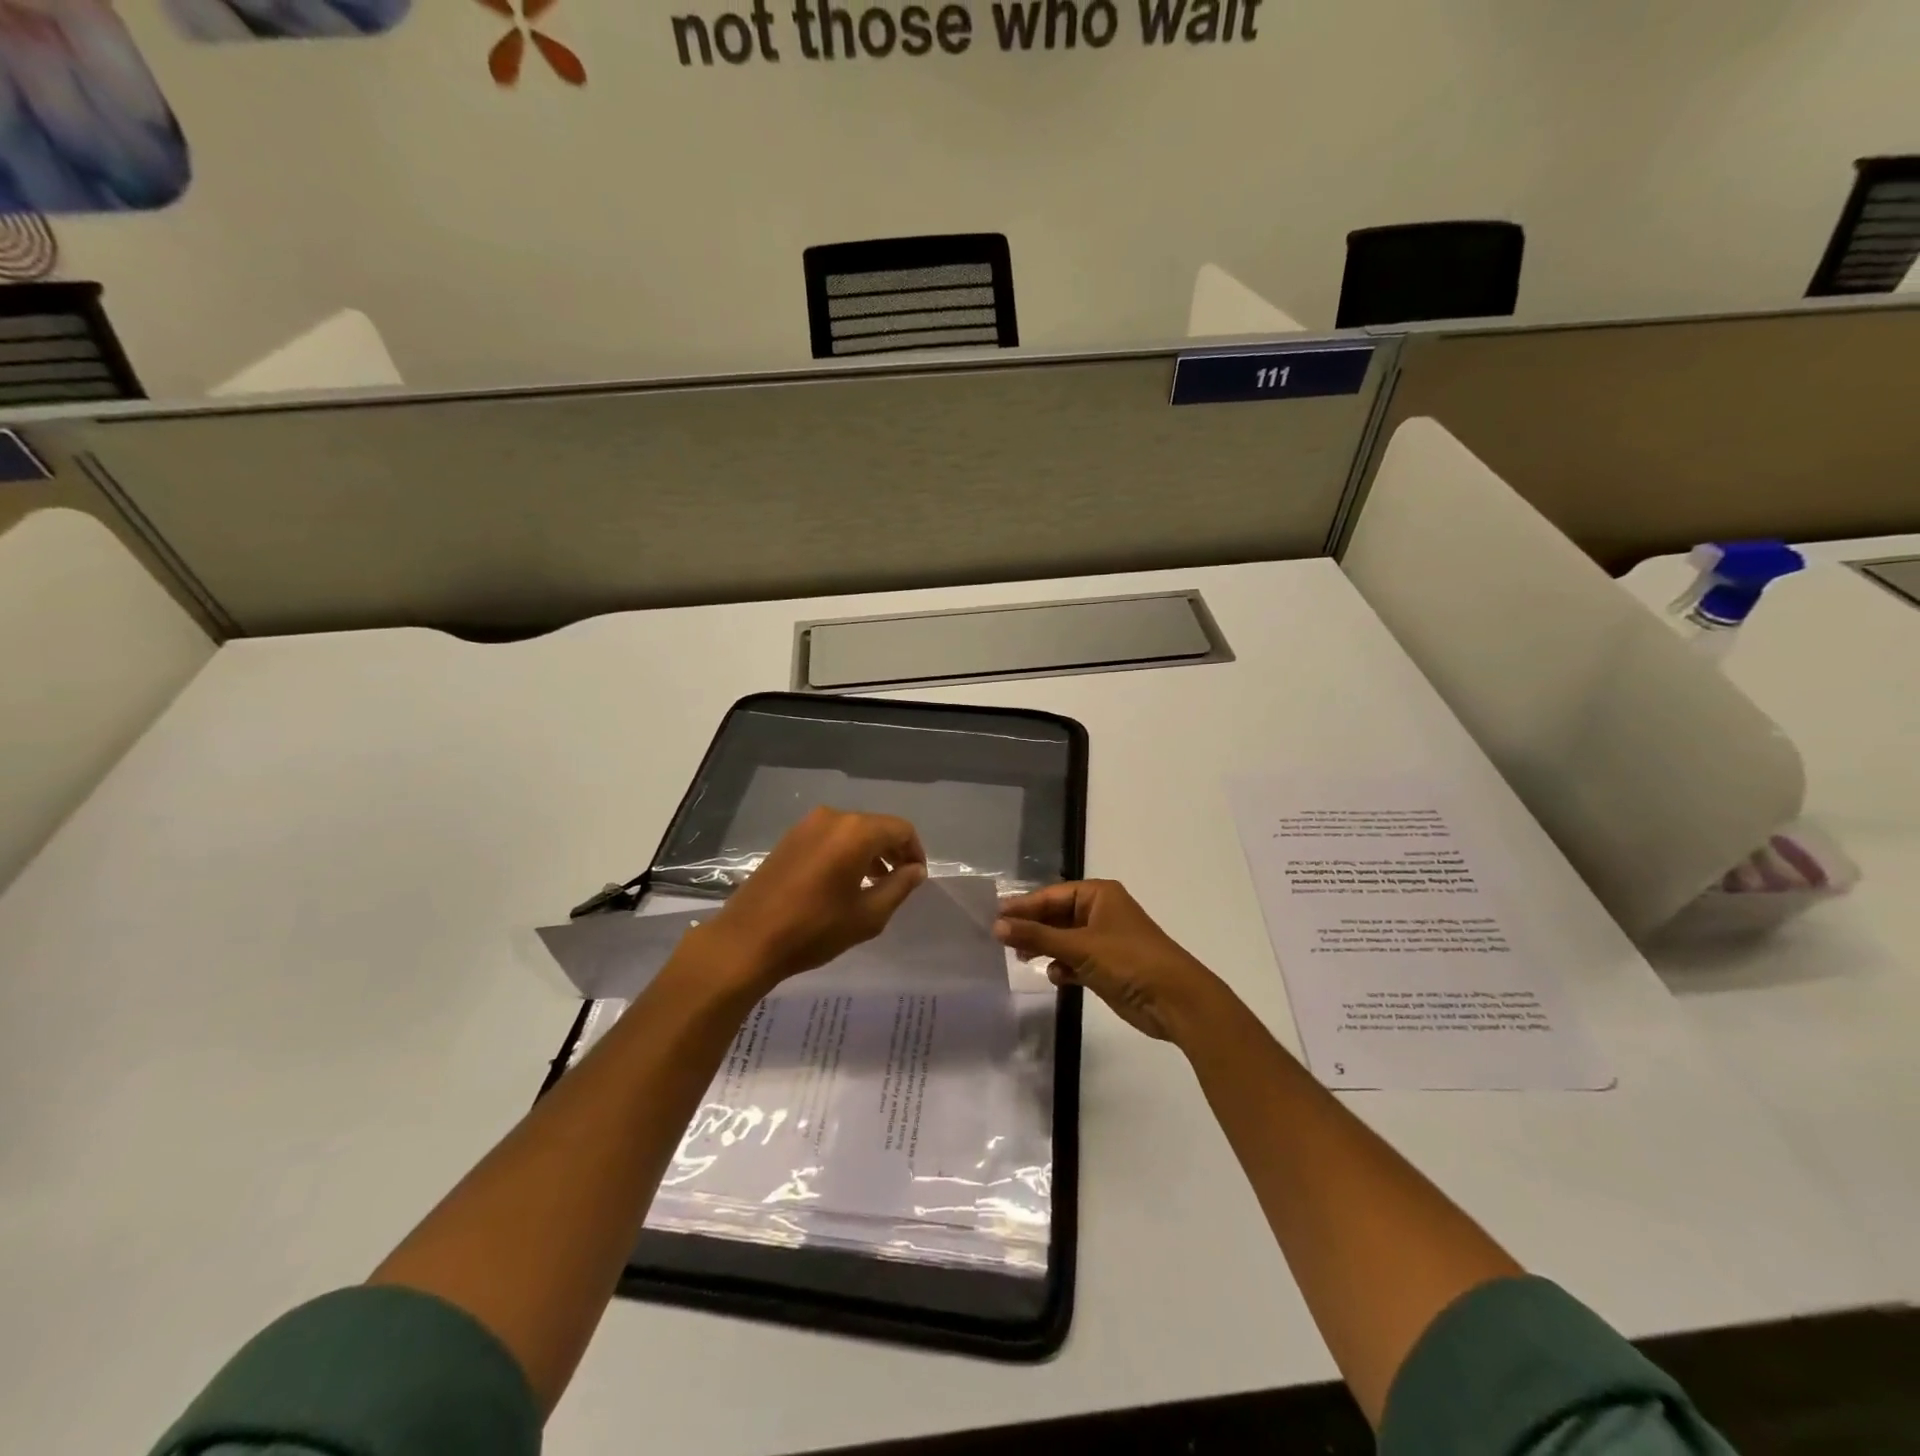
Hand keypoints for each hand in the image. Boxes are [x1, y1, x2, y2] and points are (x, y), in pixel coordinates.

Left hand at [696, 807, 925, 988]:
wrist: (748, 940)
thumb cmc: (814, 929)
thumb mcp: (868, 915)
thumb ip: (899, 887)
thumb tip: (916, 870)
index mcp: (856, 832)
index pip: (901, 829)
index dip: (915, 852)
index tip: (916, 878)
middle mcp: (833, 818)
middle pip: (876, 826)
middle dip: (892, 851)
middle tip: (899, 881)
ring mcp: (807, 825)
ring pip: (852, 831)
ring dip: (869, 852)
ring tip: (874, 884)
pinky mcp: (790, 838)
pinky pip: (830, 837)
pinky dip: (846, 852)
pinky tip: (843, 881)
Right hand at [994, 880, 1220, 1042]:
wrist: (1175, 1001)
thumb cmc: (1128, 961)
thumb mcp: (1079, 946)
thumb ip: (1037, 935)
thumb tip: (996, 925)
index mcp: (1098, 895)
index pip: (1051, 895)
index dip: (1022, 907)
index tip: (992, 918)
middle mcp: (1100, 912)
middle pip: (1055, 916)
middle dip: (1032, 928)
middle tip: (1000, 941)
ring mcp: (1103, 941)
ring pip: (1063, 939)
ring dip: (1045, 948)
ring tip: (1021, 958)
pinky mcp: (1106, 967)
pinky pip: (1074, 960)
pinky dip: (1063, 967)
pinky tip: (1055, 976)